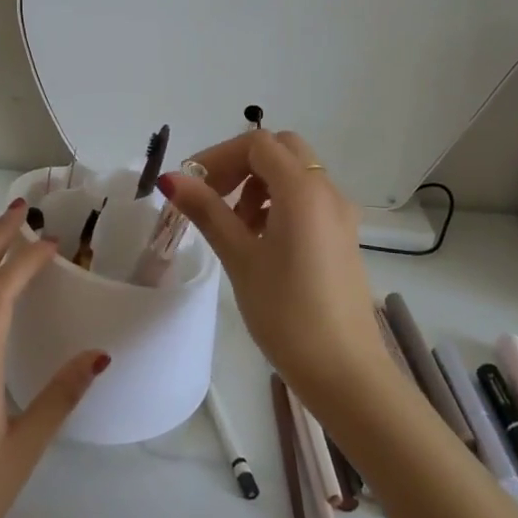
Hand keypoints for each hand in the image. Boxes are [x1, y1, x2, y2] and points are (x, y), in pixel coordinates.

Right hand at [160, 130, 385, 401]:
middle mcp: (327, 191)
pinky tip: (260, 241)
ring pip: (296, 174)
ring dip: (260, 184)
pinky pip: (308, 199)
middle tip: (214, 196)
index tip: (192, 184)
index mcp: (303, 189)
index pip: (257, 144)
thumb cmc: (287, 313)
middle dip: (242, 164)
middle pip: (281, 150)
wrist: (345, 372)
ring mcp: (341, 214)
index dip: (219, 156)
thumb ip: (208, 211)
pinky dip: (280, 202)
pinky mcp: (343, 236)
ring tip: (234, 226)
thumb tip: (172, 178)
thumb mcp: (240, 258)